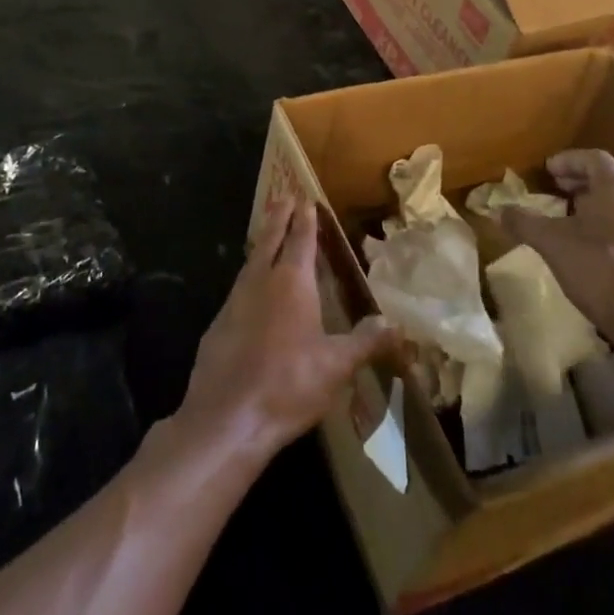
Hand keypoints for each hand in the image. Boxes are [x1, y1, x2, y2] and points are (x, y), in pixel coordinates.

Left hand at [178, 188, 396, 462]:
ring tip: (268, 236)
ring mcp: (235, 301)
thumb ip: (365, 342)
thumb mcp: (336, 366)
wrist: (227, 417)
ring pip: (251, 261)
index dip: (305, 219)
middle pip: (270, 240)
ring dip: (262, 244)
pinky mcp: (218, 324)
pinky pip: (238, 288)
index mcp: (292, 282)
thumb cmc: (288, 384)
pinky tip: (251, 291)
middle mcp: (261, 281)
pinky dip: (249, 277)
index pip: (301, 239)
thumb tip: (395, 324)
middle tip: (283, 197)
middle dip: (279, 218)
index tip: (305, 199)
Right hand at [499, 149, 613, 346]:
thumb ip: (524, 222)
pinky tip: (598, 248)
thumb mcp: (552, 243)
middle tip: (556, 191)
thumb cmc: (601, 270)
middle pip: (610, 178)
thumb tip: (499, 211)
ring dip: (598, 204)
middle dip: (581, 182)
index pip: (592, 158)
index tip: (547, 171)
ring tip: (573, 219)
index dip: (567, 161)